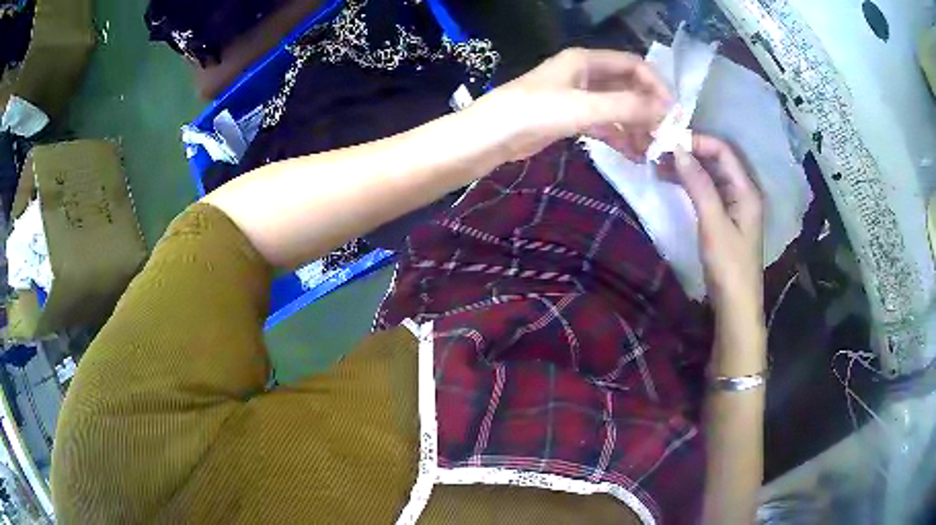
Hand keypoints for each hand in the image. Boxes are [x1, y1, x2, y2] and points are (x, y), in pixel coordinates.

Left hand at [474, 48, 671, 160]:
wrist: (491, 137)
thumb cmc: (534, 112)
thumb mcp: (584, 107)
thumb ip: (627, 107)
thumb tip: (667, 112)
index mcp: (586, 60)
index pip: (634, 65)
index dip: (656, 85)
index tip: (673, 112)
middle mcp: (585, 74)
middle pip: (628, 87)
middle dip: (648, 109)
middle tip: (666, 136)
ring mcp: (578, 97)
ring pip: (618, 108)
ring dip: (637, 127)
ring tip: (653, 150)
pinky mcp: (572, 119)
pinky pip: (605, 125)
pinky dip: (620, 138)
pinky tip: (635, 155)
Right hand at [670, 136, 765, 374]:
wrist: (736, 307)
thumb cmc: (728, 266)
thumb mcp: (712, 223)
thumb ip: (698, 184)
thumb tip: (678, 149)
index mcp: (746, 190)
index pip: (723, 151)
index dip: (697, 142)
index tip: (668, 143)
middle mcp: (743, 192)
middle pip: (718, 160)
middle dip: (690, 152)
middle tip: (659, 153)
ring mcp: (735, 206)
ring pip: (711, 175)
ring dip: (688, 167)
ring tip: (660, 165)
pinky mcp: (726, 219)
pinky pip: (709, 191)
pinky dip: (691, 183)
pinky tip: (673, 182)